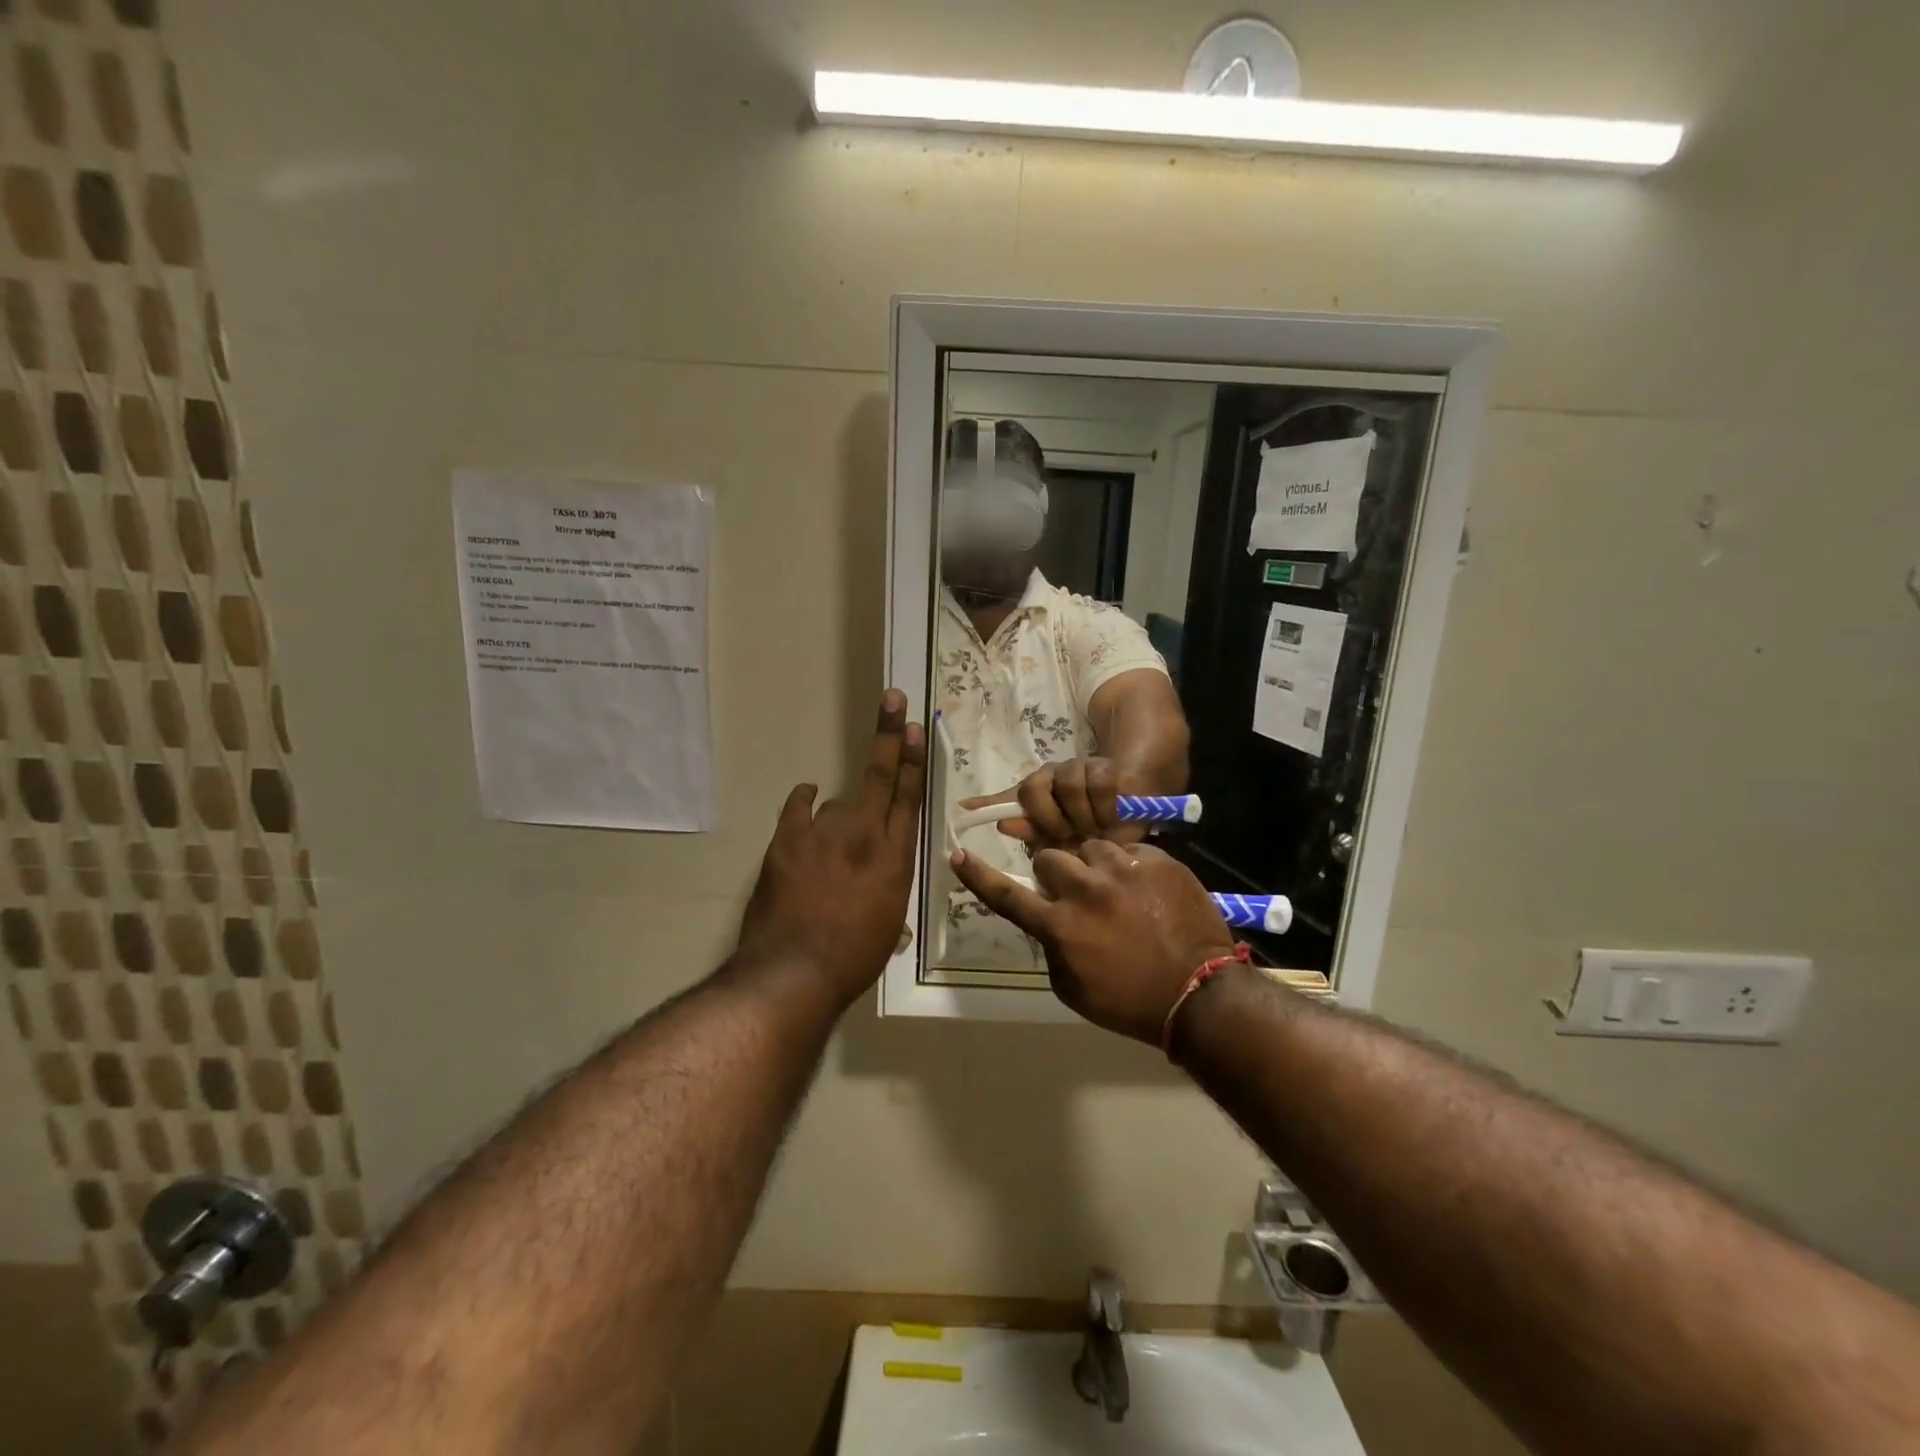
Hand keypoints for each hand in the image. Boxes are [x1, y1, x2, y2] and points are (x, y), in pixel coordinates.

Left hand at [737, 690, 925, 1008]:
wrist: (795, 971)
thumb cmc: (853, 956)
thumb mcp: (888, 921)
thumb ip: (887, 884)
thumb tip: (878, 870)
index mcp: (895, 857)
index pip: (909, 796)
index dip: (914, 760)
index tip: (916, 728)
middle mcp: (864, 834)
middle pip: (879, 775)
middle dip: (888, 734)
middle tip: (893, 698)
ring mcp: (824, 832)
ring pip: (837, 803)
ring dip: (839, 817)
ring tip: (830, 855)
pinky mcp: (788, 838)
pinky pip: (799, 806)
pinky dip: (805, 801)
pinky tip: (808, 797)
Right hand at [950, 840, 1235, 1043]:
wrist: (1199, 995)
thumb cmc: (1130, 1002)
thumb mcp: (1073, 990)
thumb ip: (1052, 949)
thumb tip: (1049, 923)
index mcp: (1060, 926)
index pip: (1007, 896)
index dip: (978, 876)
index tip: (957, 854)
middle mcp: (1085, 890)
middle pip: (1050, 857)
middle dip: (1056, 873)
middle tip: (1075, 892)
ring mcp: (1122, 871)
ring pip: (1091, 848)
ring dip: (1094, 866)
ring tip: (1116, 890)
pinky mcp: (1154, 861)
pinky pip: (1128, 851)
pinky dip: (1129, 867)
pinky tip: (1145, 891)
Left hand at [958, 756, 1141, 849]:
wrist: (1127, 813)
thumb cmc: (1084, 830)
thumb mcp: (1053, 837)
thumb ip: (1023, 826)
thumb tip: (978, 814)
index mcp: (1036, 788)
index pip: (1015, 795)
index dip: (1002, 809)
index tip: (991, 822)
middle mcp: (1052, 774)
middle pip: (1034, 788)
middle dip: (1048, 819)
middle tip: (1064, 837)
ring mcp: (1078, 768)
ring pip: (1067, 785)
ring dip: (1080, 816)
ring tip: (1091, 832)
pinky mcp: (1105, 768)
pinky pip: (1099, 784)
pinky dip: (1103, 808)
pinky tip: (1108, 821)